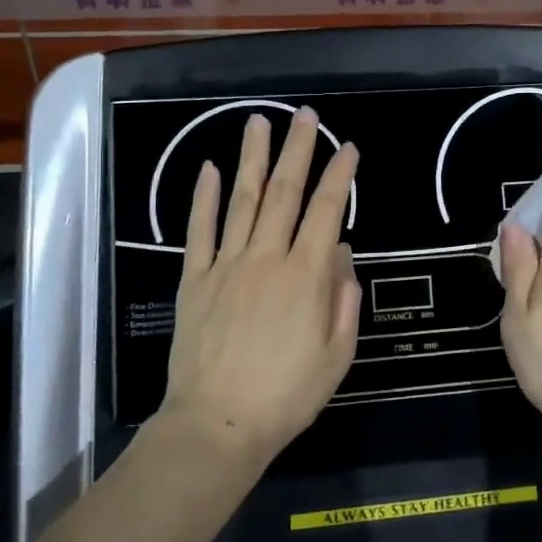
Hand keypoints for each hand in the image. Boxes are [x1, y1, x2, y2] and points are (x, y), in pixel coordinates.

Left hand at [162, 109, 361, 462]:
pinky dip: (202, 198)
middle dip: (298, 149)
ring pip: (241, 200)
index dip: (340, 176)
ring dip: (252, 159)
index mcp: (306, 276)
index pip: (327, 211)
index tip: (348, 148)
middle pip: (285, 193)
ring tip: (258, 121)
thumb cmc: (287, 395)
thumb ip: (344, 299)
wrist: (217, 426)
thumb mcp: (337, 355)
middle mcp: (266, 258)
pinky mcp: (193, 279)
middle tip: (305, 115)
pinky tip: (207, 168)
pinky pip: (199, 230)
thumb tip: (342, 252)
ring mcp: (225, 265)